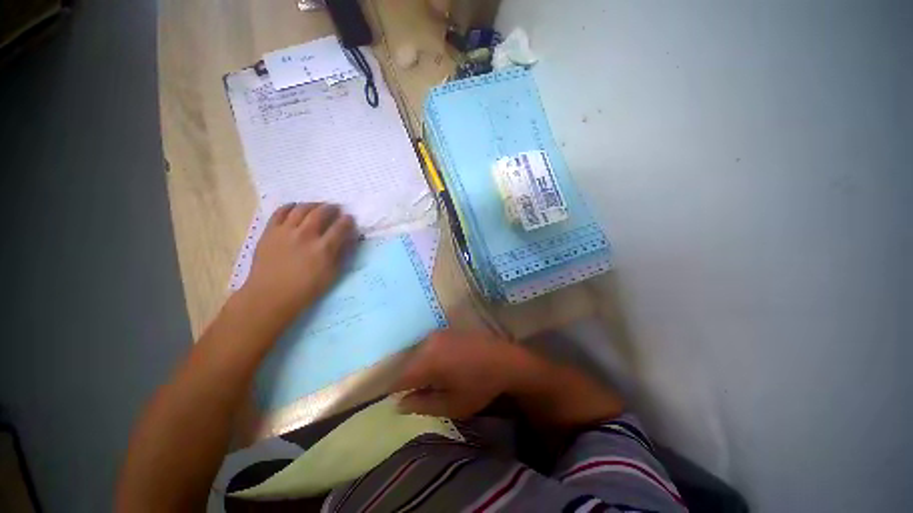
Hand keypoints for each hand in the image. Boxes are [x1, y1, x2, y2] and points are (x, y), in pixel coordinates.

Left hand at [240, 203, 355, 329]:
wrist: (270, 295)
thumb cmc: (305, 289)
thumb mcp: (331, 274)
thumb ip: (341, 254)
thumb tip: (348, 240)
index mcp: (323, 248)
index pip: (340, 227)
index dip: (347, 220)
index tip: (349, 218)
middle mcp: (305, 235)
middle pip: (321, 212)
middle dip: (331, 208)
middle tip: (335, 208)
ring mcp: (286, 231)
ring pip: (301, 208)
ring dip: (313, 204)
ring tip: (317, 206)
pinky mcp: (270, 231)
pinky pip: (280, 212)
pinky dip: (290, 206)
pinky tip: (295, 208)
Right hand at [392, 329, 624, 426]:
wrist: (507, 359)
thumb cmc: (480, 385)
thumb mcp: (452, 404)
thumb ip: (422, 404)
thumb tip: (399, 404)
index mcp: (426, 361)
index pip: (398, 378)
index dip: (394, 391)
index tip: (397, 400)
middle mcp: (428, 342)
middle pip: (407, 363)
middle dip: (407, 379)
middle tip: (416, 393)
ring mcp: (438, 333)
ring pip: (417, 353)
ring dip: (418, 367)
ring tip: (429, 381)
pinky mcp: (447, 330)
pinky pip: (429, 345)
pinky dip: (428, 357)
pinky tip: (439, 366)